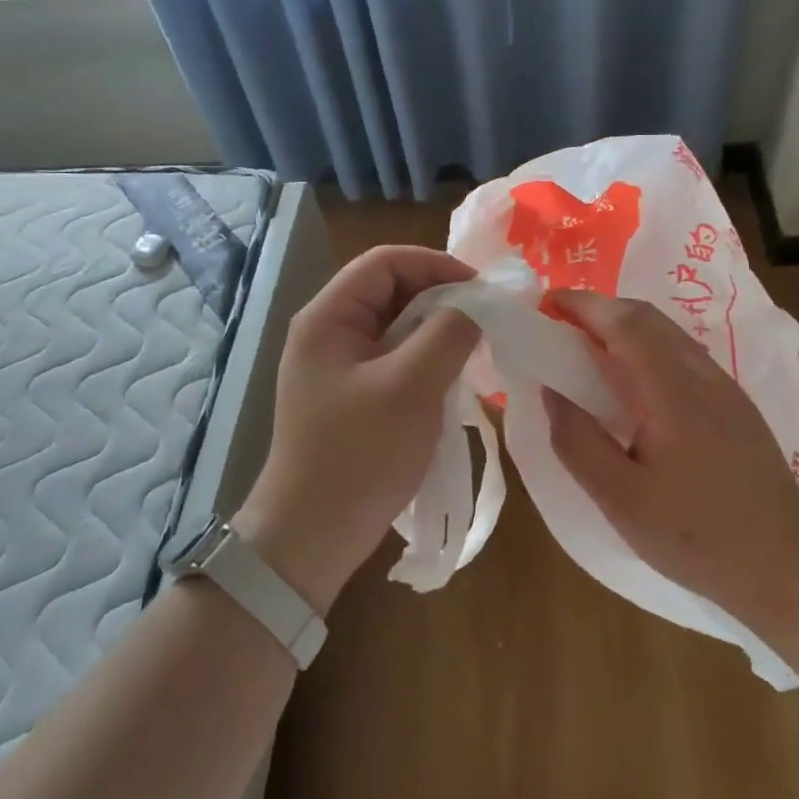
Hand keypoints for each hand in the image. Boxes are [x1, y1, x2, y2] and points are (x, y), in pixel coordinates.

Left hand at [235, 245, 479, 612]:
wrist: (312, 537)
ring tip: (475, 347)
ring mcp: (338, 364)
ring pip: (396, 324)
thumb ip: (449, 333)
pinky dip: (426, 357)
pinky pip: (394, 356)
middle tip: (485, 320)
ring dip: (437, 329)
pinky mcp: (352, 393)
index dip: (436, 265)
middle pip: (391, 290)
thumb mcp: (412, 387)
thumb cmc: (359, 455)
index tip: (481, 290)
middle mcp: (328, 331)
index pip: (385, 262)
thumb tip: (478, 304)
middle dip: (441, 298)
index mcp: (328, 317)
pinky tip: (453, 376)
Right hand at [541, 290, 798, 633]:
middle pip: (648, 317)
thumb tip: (551, 392)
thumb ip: (579, 443)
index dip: (584, 305)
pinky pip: (682, 353)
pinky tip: (632, 378)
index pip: (625, 323)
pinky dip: (646, 345)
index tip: (546, 304)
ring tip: (588, 344)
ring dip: (625, 324)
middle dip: (601, 307)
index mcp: (674, 391)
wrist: (788, 564)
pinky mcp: (735, 404)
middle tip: (560, 322)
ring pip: (668, 332)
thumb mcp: (622, 501)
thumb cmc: (698, 536)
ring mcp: (725, 387)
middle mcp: (702, 375)